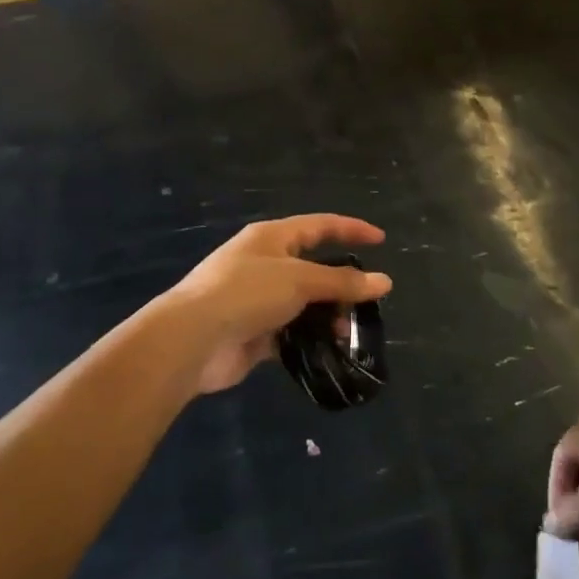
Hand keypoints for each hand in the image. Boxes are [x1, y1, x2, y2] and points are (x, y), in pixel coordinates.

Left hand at [161, 215, 391, 395]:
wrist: (194, 339)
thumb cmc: (247, 293)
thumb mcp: (299, 280)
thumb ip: (342, 282)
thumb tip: (384, 281)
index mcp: (273, 237)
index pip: (320, 225)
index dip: (351, 229)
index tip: (381, 239)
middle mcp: (265, 263)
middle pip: (314, 267)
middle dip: (342, 284)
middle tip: (368, 302)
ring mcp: (258, 299)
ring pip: (305, 303)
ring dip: (328, 316)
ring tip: (348, 333)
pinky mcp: (255, 332)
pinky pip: (292, 332)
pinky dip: (310, 340)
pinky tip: (328, 352)